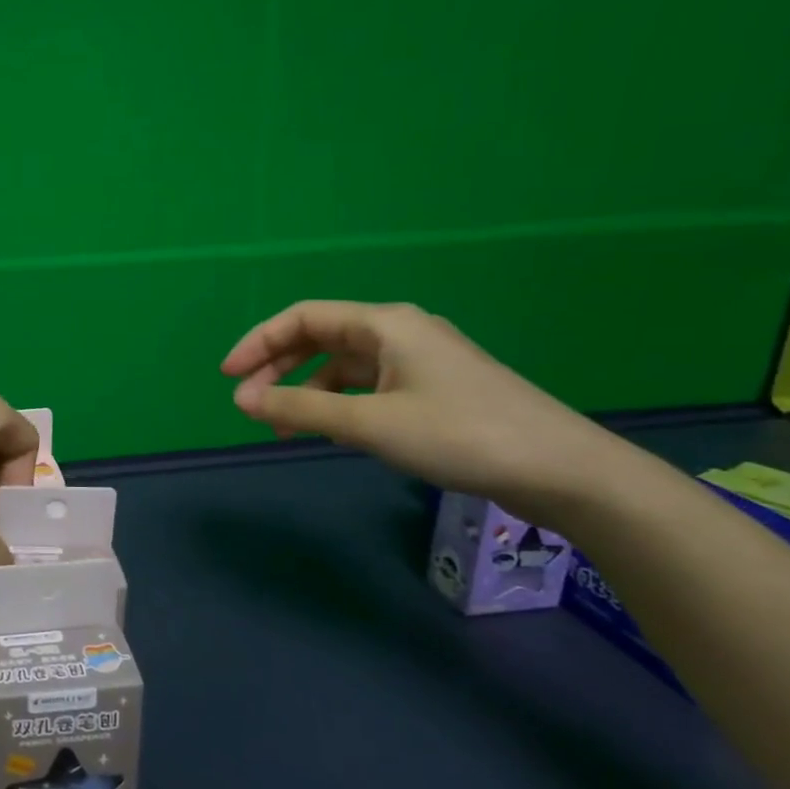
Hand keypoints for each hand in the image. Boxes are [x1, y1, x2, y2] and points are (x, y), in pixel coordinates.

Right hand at [220, 301, 614, 519]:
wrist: (561, 470)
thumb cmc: (459, 435)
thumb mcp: (369, 423)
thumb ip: (301, 408)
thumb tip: (242, 400)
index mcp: (385, 324)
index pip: (303, 318)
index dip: (258, 342)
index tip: (228, 377)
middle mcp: (399, 332)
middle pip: (320, 338)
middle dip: (277, 367)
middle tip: (247, 404)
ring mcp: (418, 360)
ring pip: (342, 365)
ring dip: (306, 390)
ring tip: (283, 427)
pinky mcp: (431, 388)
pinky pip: (366, 385)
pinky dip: (337, 403)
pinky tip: (331, 430)